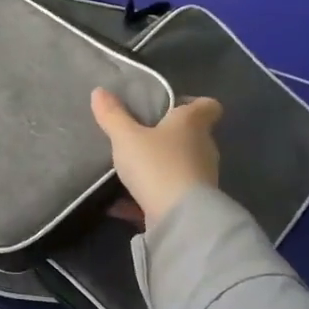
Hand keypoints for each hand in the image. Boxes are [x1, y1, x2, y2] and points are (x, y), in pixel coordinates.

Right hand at [90, 88, 222, 225]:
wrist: (180, 217)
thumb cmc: (157, 165)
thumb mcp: (126, 137)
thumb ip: (113, 115)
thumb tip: (99, 91)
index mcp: (192, 124)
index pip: (208, 106)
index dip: (192, 103)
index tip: (169, 107)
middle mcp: (203, 147)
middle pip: (191, 135)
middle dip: (168, 136)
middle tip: (139, 137)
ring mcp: (201, 177)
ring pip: (180, 164)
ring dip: (158, 166)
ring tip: (129, 170)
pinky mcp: (192, 203)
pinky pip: (167, 193)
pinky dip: (147, 196)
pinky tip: (119, 205)